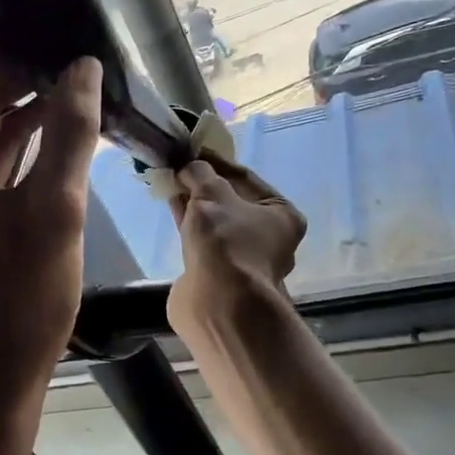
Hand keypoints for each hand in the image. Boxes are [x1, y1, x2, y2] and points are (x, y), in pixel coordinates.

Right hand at [167, 155, 306, 339]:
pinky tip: (172, 207)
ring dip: (195, 204)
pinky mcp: (220, 275)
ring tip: (171, 183)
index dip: (218, 162)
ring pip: (217, 222)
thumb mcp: (212, 195)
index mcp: (283, 215)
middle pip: (233, 201)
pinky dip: (189, 224)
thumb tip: (190, 166)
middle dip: (205, 185)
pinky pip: (204, 240)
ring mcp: (244, 260)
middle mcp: (269, 238)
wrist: (218, 303)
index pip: (247, 178)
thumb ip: (200, 173)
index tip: (194, 150)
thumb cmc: (226, 242)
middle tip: (181, 167)